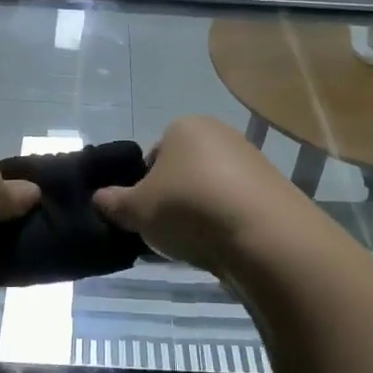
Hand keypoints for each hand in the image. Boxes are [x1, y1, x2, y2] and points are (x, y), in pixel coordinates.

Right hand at [92, 116, 304, 275]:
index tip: (146, 214)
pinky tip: (223, 246)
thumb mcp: (137, 210)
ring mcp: (252, 160)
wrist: (264, 235)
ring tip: (196, 244)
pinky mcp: (274, 189)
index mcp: (184, 126)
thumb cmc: (190, 208)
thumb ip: (114, 203)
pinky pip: (237, 206)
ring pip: (212, 189)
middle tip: (167, 231)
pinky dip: (228, 223)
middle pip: (184, 171)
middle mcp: (220, 134)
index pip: (153, 155)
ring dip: (202, 213)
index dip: (144, 187)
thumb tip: (99, 199)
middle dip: (174, 199)